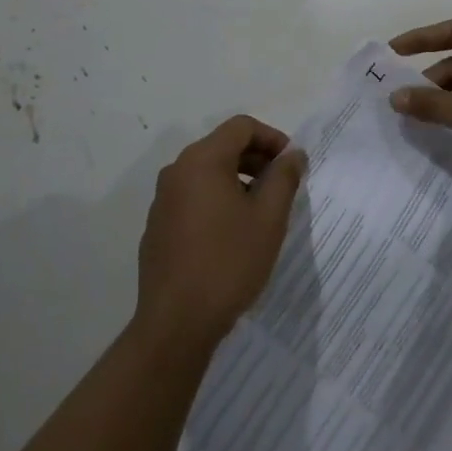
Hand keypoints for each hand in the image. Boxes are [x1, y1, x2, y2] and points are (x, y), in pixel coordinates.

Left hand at [134, 115, 305, 347]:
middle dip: (257, 159)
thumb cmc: (228, 262)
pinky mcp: (158, 226)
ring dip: (238, 180)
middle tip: (282, 187)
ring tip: (261, 211)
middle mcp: (177, 171)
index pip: (242, 127)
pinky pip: (193, 196)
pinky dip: (217, 200)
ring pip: (208, 172)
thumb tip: (293, 154)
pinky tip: (233, 233)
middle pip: (223, 146)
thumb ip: (284, 177)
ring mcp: (163, 200)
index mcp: (202, 160)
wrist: (176, 323)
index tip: (292, 164)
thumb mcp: (269, 217)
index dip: (272, 138)